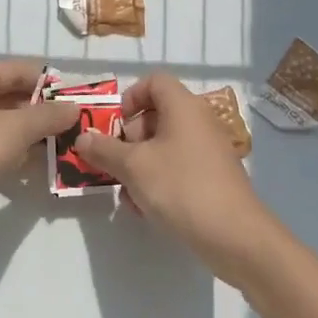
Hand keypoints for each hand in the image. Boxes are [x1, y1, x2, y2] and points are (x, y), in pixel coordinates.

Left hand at [0, 60, 77, 245]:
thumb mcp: (15, 129)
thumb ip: (48, 116)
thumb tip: (74, 108)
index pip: (20, 71)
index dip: (50, 84)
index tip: (78, 101)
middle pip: (13, 96)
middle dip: (44, 111)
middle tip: (76, 125)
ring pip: (6, 122)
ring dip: (33, 133)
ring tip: (67, 145)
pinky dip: (18, 151)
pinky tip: (41, 164)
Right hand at [76, 74, 291, 289]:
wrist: (235, 236)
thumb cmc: (181, 187)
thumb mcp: (133, 167)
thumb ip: (104, 150)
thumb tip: (82, 138)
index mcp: (183, 107)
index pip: (154, 81)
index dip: (130, 97)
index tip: (115, 125)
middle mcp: (198, 122)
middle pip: (156, 115)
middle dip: (129, 140)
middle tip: (115, 164)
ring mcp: (208, 151)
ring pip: (163, 147)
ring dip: (139, 166)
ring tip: (127, 195)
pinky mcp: (212, 178)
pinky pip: (177, 168)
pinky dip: (158, 181)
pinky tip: (145, 209)